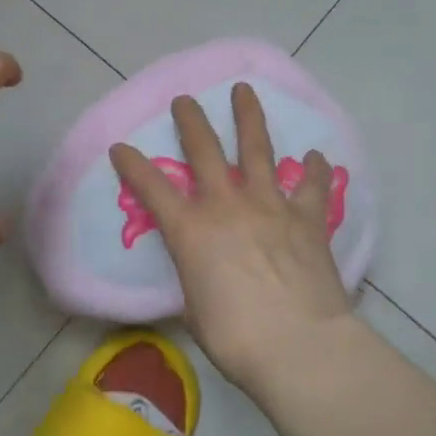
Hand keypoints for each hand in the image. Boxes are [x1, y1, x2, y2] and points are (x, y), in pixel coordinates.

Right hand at [110, 84, 354, 393]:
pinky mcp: (307, 219)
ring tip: (243, 91)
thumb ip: (196, 282)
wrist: (299, 345)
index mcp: (190, 230)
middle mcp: (226, 206)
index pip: (151, 188)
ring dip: (248, 117)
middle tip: (184, 99)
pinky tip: (315, 156)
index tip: (120, 146)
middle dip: (190, 121)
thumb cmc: (235, 337)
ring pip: (257, 150)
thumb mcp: (196, 310)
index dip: (132, 165)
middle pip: (204, 150)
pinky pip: (311, 186)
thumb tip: (204, 280)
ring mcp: (270, 207)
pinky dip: (313, 170)